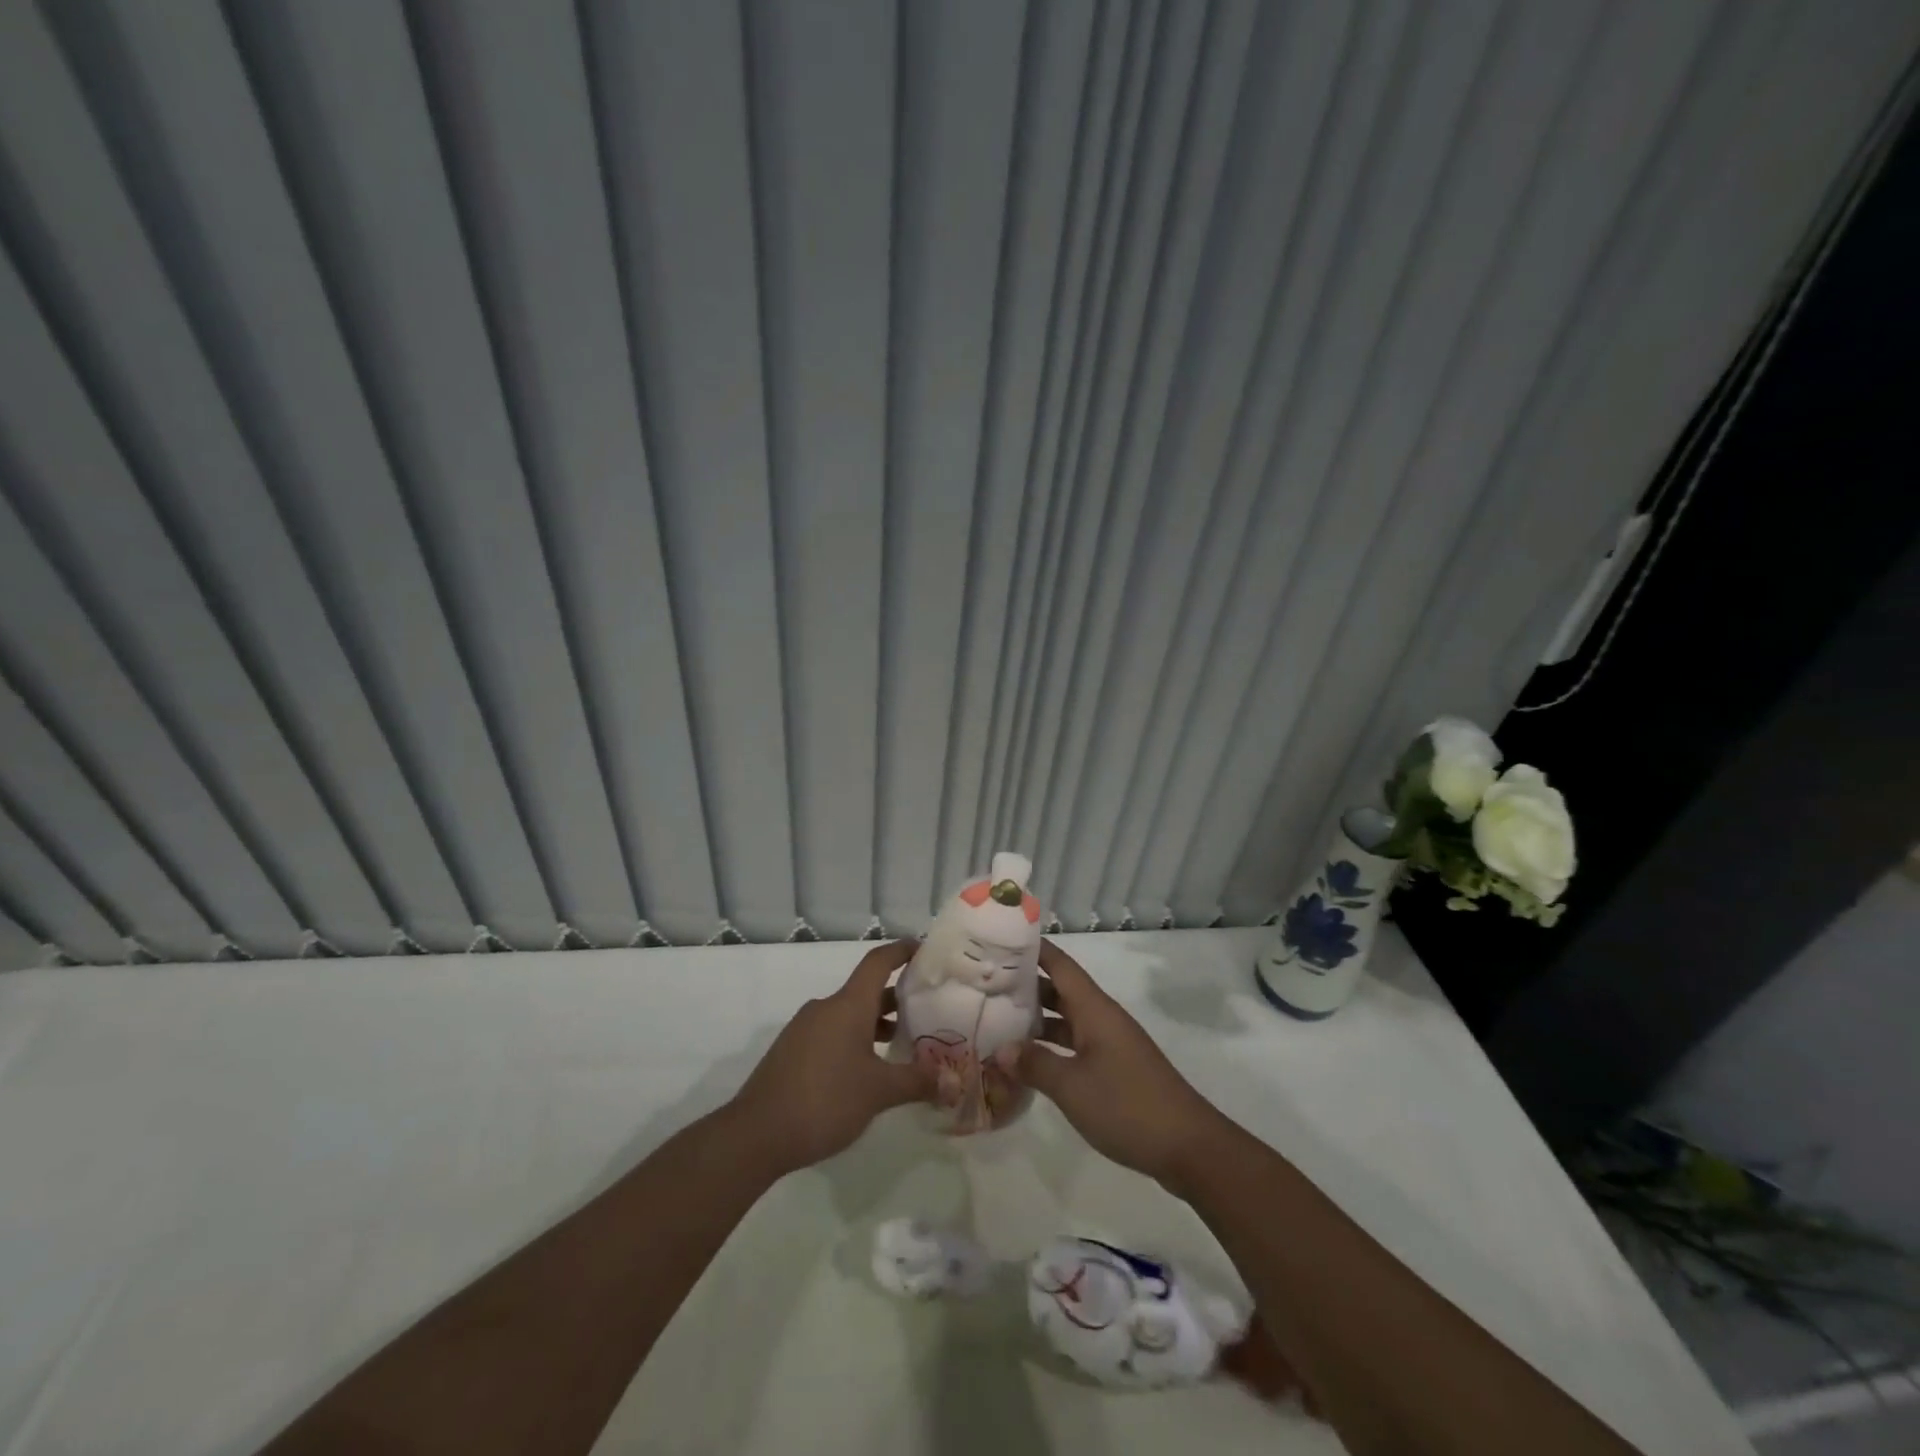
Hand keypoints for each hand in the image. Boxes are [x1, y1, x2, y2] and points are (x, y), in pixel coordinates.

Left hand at [726, 940, 933, 1174]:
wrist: (756, 1134)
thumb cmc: (825, 1100)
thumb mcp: (879, 1092)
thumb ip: (917, 1082)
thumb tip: (952, 1082)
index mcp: (848, 1005)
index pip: (878, 962)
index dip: (902, 950)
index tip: (924, 948)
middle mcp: (826, 1008)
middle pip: (866, 990)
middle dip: (896, 997)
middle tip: (926, 1008)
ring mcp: (805, 1029)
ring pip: (848, 1014)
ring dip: (875, 1022)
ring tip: (901, 1043)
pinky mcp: (792, 1051)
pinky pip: (832, 1033)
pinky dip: (855, 1039)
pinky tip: (866, 1070)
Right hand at [1016, 940, 1232, 1187]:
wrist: (1188, 1146)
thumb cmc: (1127, 1105)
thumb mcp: (1072, 1086)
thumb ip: (1035, 1063)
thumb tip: (1002, 1048)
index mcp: (1094, 1009)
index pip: (1061, 964)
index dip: (1034, 949)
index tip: (1001, 939)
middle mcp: (1102, 1018)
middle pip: (1061, 989)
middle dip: (1026, 984)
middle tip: (986, 981)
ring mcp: (1110, 1044)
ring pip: (1067, 1018)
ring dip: (1037, 1017)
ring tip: (998, 1017)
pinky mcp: (1115, 1069)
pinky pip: (1076, 1044)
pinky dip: (1052, 1045)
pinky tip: (1029, 1059)